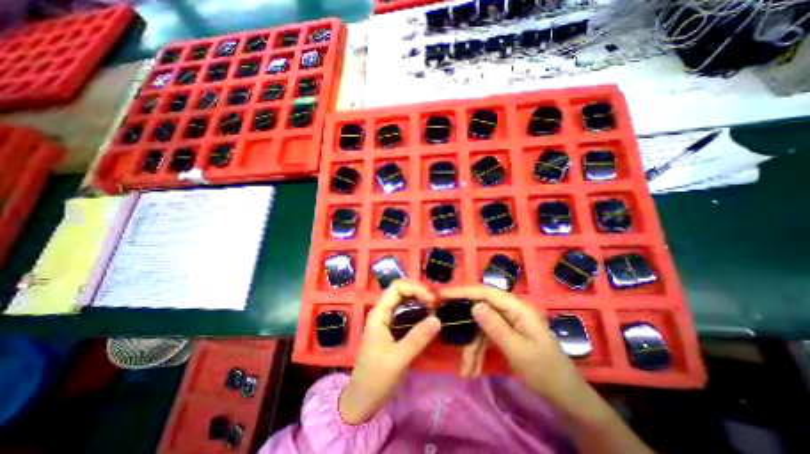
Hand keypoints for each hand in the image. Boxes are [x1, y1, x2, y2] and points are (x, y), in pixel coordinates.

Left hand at [340, 279, 446, 425]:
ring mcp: (387, 320)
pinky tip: (428, 318)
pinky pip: (406, 312)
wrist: (362, 399)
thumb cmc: (375, 378)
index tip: (431, 300)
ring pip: (404, 301)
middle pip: (401, 290)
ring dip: (419, 300)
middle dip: (419, 292)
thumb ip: (417, 338)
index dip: (414, 288)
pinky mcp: (393, 329)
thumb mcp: (397, 359)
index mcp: (379, 314)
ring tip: (434, 309)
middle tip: (435, 304)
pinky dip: (418, 311)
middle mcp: (383, 312)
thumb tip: (437, 319)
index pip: (396, 287)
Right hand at [440, 285, 593, 413]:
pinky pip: (486, 337)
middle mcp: (511, 310)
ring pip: (481, 326)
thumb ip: (495, 326)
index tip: (442, 294)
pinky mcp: (505, 333)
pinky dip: (479, 351)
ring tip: (466, 369)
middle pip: (480, 309)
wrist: (566, 398)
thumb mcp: (519, 351)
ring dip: (472, 346)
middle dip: (465, 326)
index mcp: (518, 308)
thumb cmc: (546, 373)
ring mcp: (508, 322)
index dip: (463, 291)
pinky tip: (473, 369)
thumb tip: (474, 305)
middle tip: (445, 331)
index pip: (485, 292)